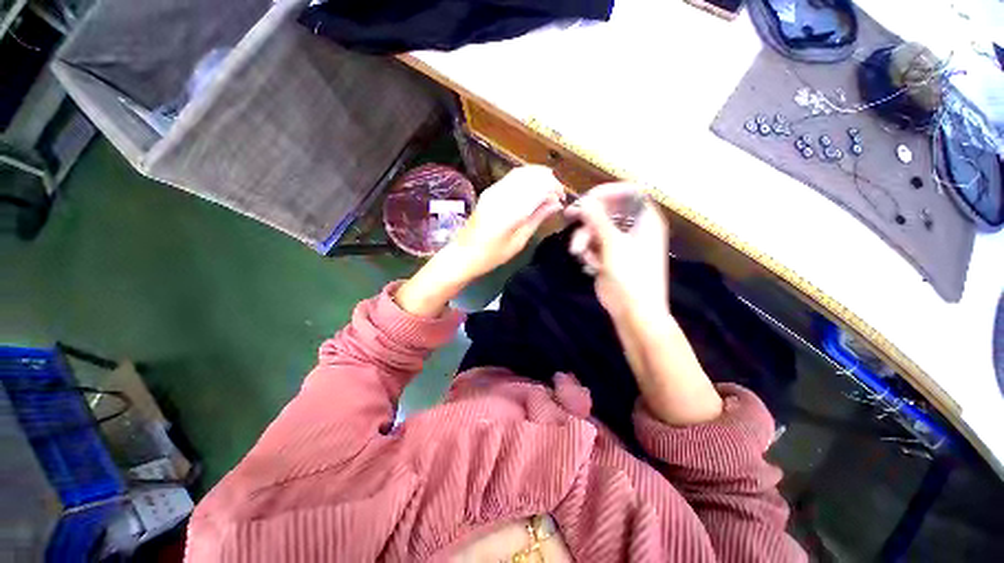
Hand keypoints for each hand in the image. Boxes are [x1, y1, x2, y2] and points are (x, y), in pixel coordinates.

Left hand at [395, 166, 563, 317]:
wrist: (463, 254)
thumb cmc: (492, 255)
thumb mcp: (519, 241)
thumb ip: (537, 218)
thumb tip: (556, 204)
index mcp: (512, 210)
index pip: (540, 186)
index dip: (555, 188)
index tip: (562, 199)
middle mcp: (503, 194)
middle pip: (532, 175)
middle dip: (549, 180)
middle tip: (557, 194)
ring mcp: (494, 190)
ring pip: (522, 172)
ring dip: (538, 177)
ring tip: (547, 190)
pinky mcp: (489, 191)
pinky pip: (511, 177)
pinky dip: (526, 178)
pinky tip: (532, 189)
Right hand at [567, 184, 721, 424]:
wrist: (634, 311)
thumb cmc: (631, 276)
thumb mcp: (613, 244)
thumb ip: (597, 219)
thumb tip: (584, 201)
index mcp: (645, 220)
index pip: (629, 192)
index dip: (608, 191)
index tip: (587, 198)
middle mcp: (634, 228)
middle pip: (608, 210)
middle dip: (588, 216)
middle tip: (569, 216)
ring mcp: (621, 243)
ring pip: (597, 228)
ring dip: (585, 237)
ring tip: (578, 251)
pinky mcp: (610, 257)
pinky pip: (594, 244)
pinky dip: (588, 251)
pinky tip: (590, 264)